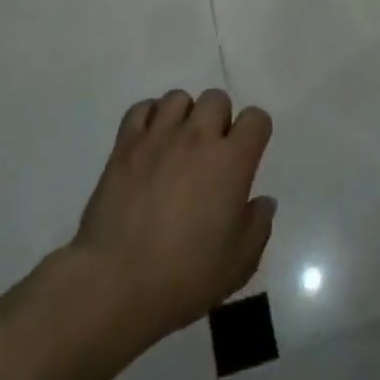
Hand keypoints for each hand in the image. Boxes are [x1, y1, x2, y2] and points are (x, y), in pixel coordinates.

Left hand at [68, 89, 275, 348]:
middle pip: (216, 99)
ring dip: (184, 116)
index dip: (256, 132)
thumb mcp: (239, 263)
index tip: (248, 154)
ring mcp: (158, 137)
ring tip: (178, 144)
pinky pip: (142, 109)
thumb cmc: (185, 276)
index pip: (256, 118)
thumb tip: (262, 201)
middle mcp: (197, 138)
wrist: (116, 282)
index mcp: (231, 161)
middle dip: (219, 119)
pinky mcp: (125, 145)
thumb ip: (258, 225)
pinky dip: (149, 118)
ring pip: (178, 97)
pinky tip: (150, 143)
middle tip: (211, 153)